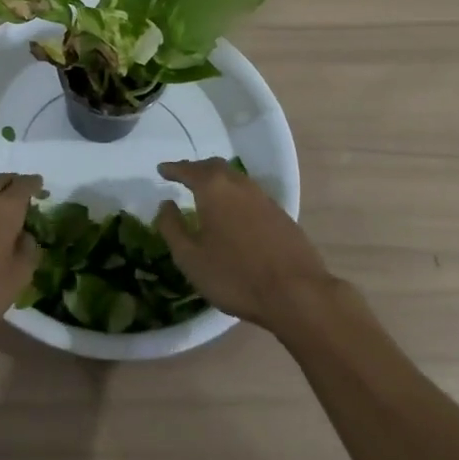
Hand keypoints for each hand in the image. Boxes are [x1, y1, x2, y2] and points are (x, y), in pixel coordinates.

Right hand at [155, 158, 337, 332]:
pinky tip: (234, 212)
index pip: (188, 170)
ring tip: (207, 193)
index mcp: (213, 188)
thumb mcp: (191, 258)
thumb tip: (165, 204)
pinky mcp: (280, 213)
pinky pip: (250, 194)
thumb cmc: (235, 275)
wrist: (297, 292)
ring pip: (234, 178)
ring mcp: (262, 197)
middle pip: (213, 167)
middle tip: (184, 177)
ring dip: (217, 180)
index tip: (161, 169)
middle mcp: (238, 184)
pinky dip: (235, 195)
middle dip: (196, 169)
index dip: (173, 169)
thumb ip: (172, 228)